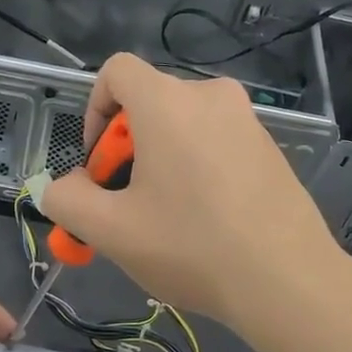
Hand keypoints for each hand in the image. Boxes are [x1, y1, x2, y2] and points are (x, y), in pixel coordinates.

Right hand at [39, 53, 346, 327]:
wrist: (287, 280)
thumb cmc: (191, 246)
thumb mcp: (110, 230)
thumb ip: (67, 200)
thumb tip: (64, 187)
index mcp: (168, 102)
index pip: (116, 71)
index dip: (93, 111)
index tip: (99, 165)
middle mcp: (211, 96)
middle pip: (148, 102)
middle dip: (125, 148)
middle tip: (127, 204)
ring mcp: (247, 119)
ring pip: (182, 125)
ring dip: (160, 160)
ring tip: (164, 218)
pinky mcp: (269, 146)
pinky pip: (215, 141)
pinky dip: (195, 166)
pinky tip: (204, 219)